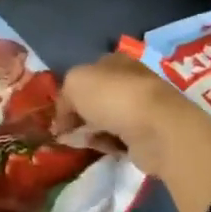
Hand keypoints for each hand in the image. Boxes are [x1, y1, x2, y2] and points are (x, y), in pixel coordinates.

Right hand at [54, 54, 196, 175]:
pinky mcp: (146, 134)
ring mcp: (140, 109)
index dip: (69, 94)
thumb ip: (63, 97)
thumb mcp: (74, 83)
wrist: (155, 128)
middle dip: (78, 116)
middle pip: (95, 100)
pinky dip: (107, 145)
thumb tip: (62, 121)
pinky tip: (101, 149)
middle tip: (63, 132)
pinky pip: (118, 140)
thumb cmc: (112, 96)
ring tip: (79, 143)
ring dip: (91, 133)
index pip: (87, 75)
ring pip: (105, 121)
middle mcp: (129, 82)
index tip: (55, 114)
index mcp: (115, 61)